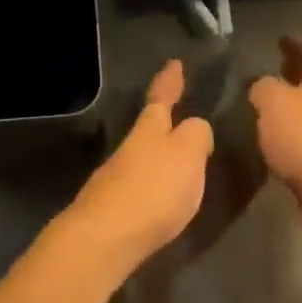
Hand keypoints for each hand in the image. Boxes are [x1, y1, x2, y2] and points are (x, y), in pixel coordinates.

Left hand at [63, 60, 214, 279]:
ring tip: (176, 155)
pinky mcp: (112, 208)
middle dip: (163, 119)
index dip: (169, 81)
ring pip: (142, 156)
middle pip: (149, 127)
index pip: (161, 97)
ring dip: (158, 152)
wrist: (104, 239)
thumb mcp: (188, 153)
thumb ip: (197, 135)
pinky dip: (152, 182)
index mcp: (150, 128)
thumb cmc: (153, 189)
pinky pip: (140, 184)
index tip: (174, 63)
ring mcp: (116, 177)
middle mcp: (130, 147)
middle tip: (178, 111)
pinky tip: (161, 194)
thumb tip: (195, 127)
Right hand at [249, 37, 301, 254]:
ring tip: (259, 111)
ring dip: (288, 113)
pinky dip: (287, 141)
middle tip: (266, 73)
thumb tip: (259, 87)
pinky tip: (267, 145)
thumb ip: (262, 87)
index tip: (281, 39)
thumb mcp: (274, 100)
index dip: (295, 46)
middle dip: (291, 79)